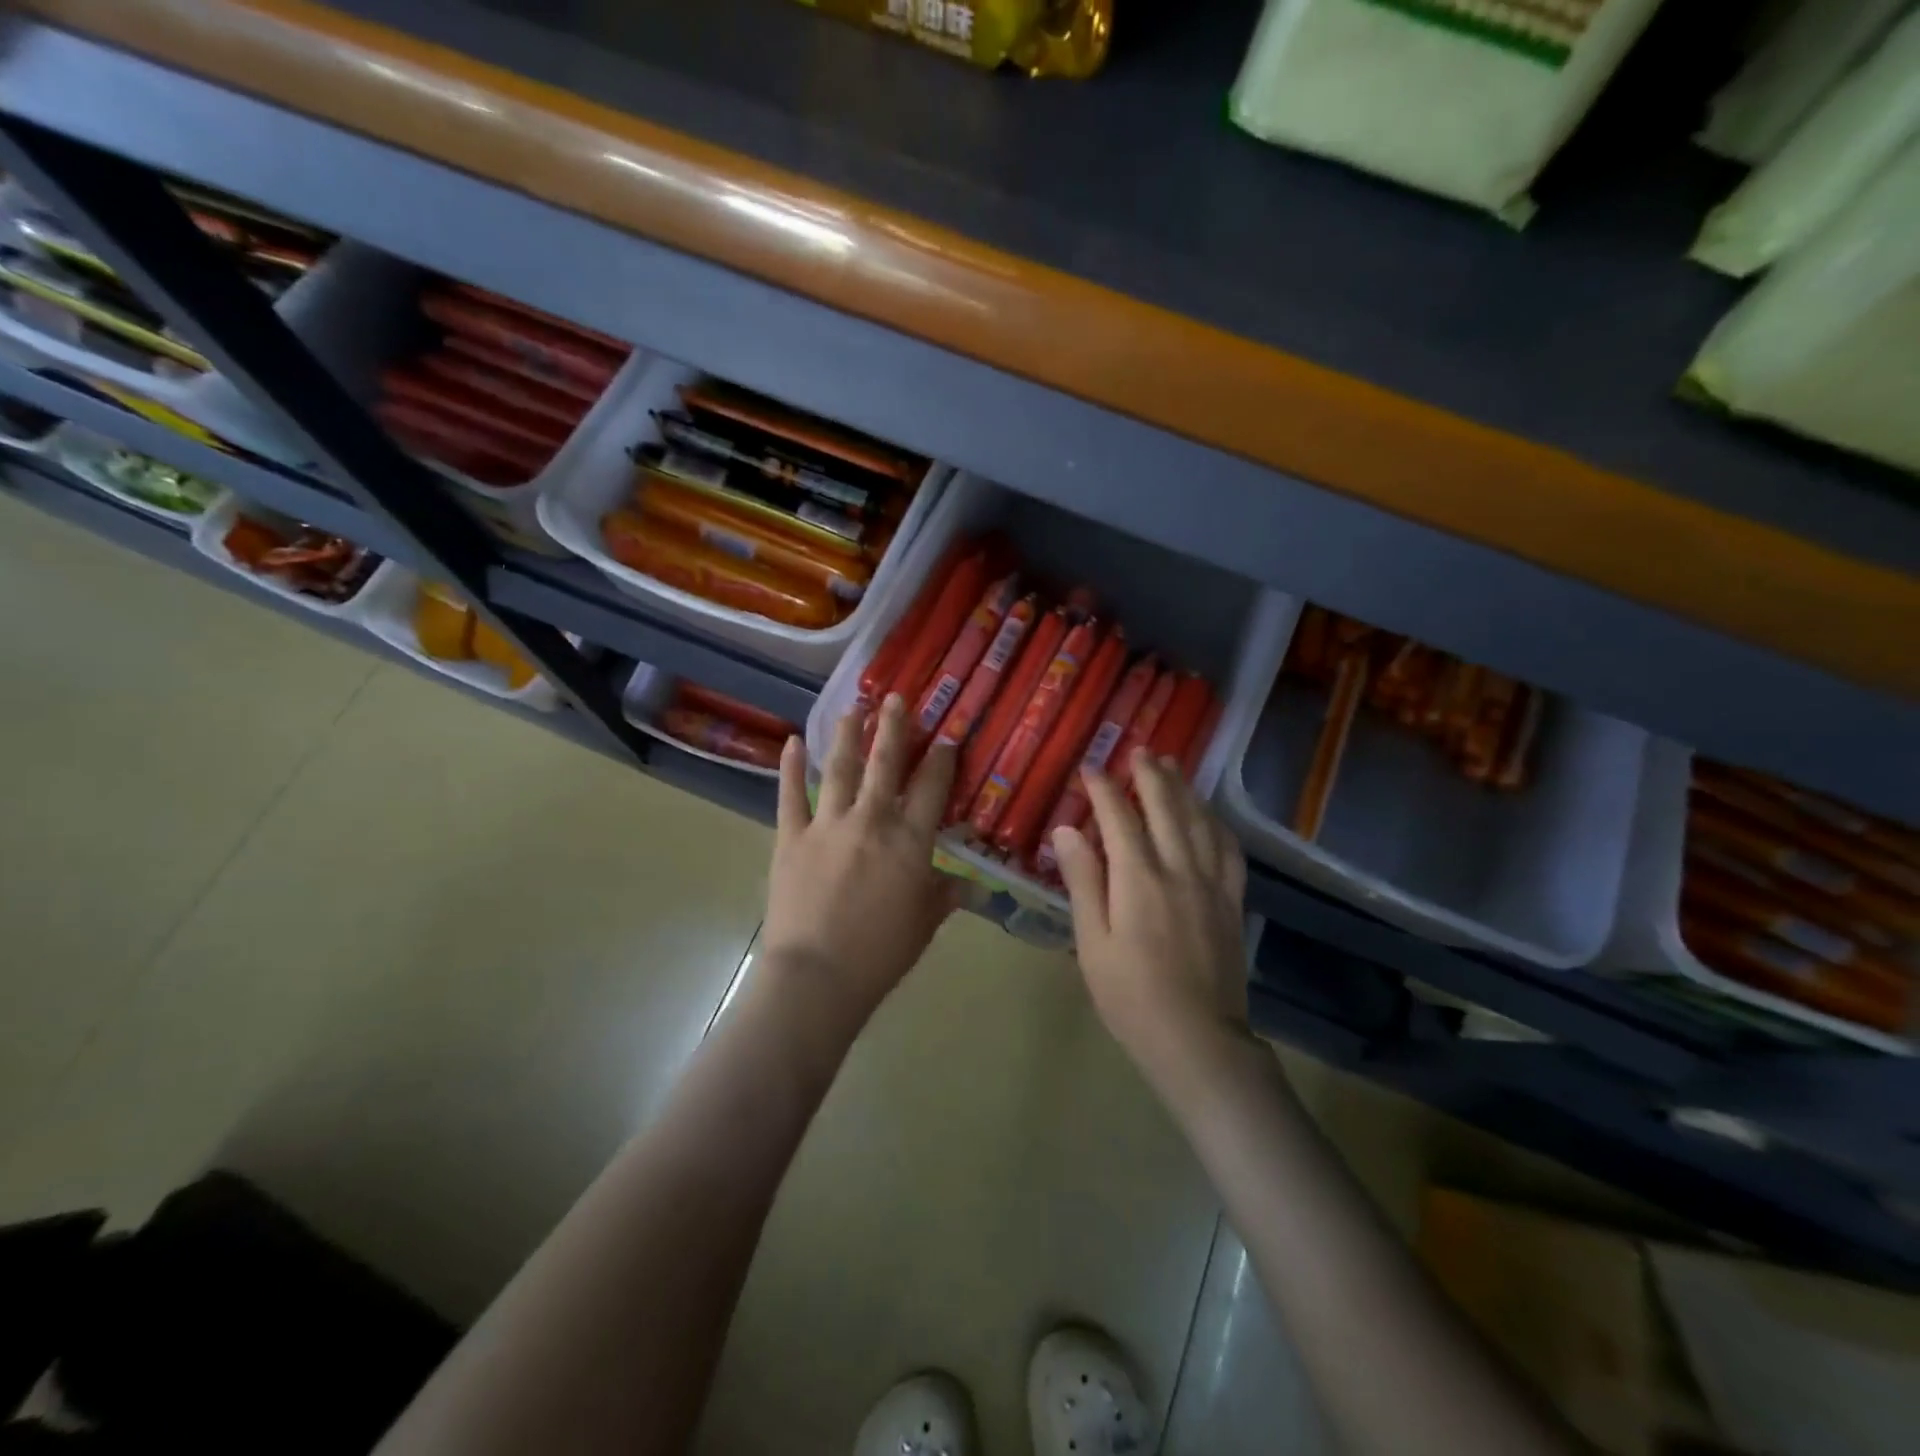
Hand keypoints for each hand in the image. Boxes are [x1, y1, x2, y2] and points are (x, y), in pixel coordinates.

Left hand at [764, 694, 961, 1020]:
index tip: (946, 738)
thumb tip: (968, 884)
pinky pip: (790, 795)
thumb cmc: (880, 953)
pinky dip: (789, 767)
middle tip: (897, 699)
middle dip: (894, 728)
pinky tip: (791, 741)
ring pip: (840, 769)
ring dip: (847, 735)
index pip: (932, 788)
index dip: (941, 760)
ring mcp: (827, 825)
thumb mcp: (925, 924)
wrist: (818, 976)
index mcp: (910, 841)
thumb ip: (945, 896)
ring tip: (853, 708)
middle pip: (885, 764)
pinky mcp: (791, 837)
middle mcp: (871, 820)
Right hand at [1051, 750, 1251, 1078]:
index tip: (1090, 768)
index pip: (1119, 818)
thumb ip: (1083, 882)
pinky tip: (1208, 815)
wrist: (1197, 1039)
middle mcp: (1178, 869)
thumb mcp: (1092, 942)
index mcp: (1138, 879)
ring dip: (1184, 789)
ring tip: (1171, 766)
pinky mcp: (1232, 901)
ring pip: (1199, 821)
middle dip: (1149, 776)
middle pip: (1166, 808)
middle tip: (1138, 750)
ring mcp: (1211, 883)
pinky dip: (1215, 822)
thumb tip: (1066, 831)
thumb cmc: (1130, 995)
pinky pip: (1227, 849)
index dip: (1103, 789)